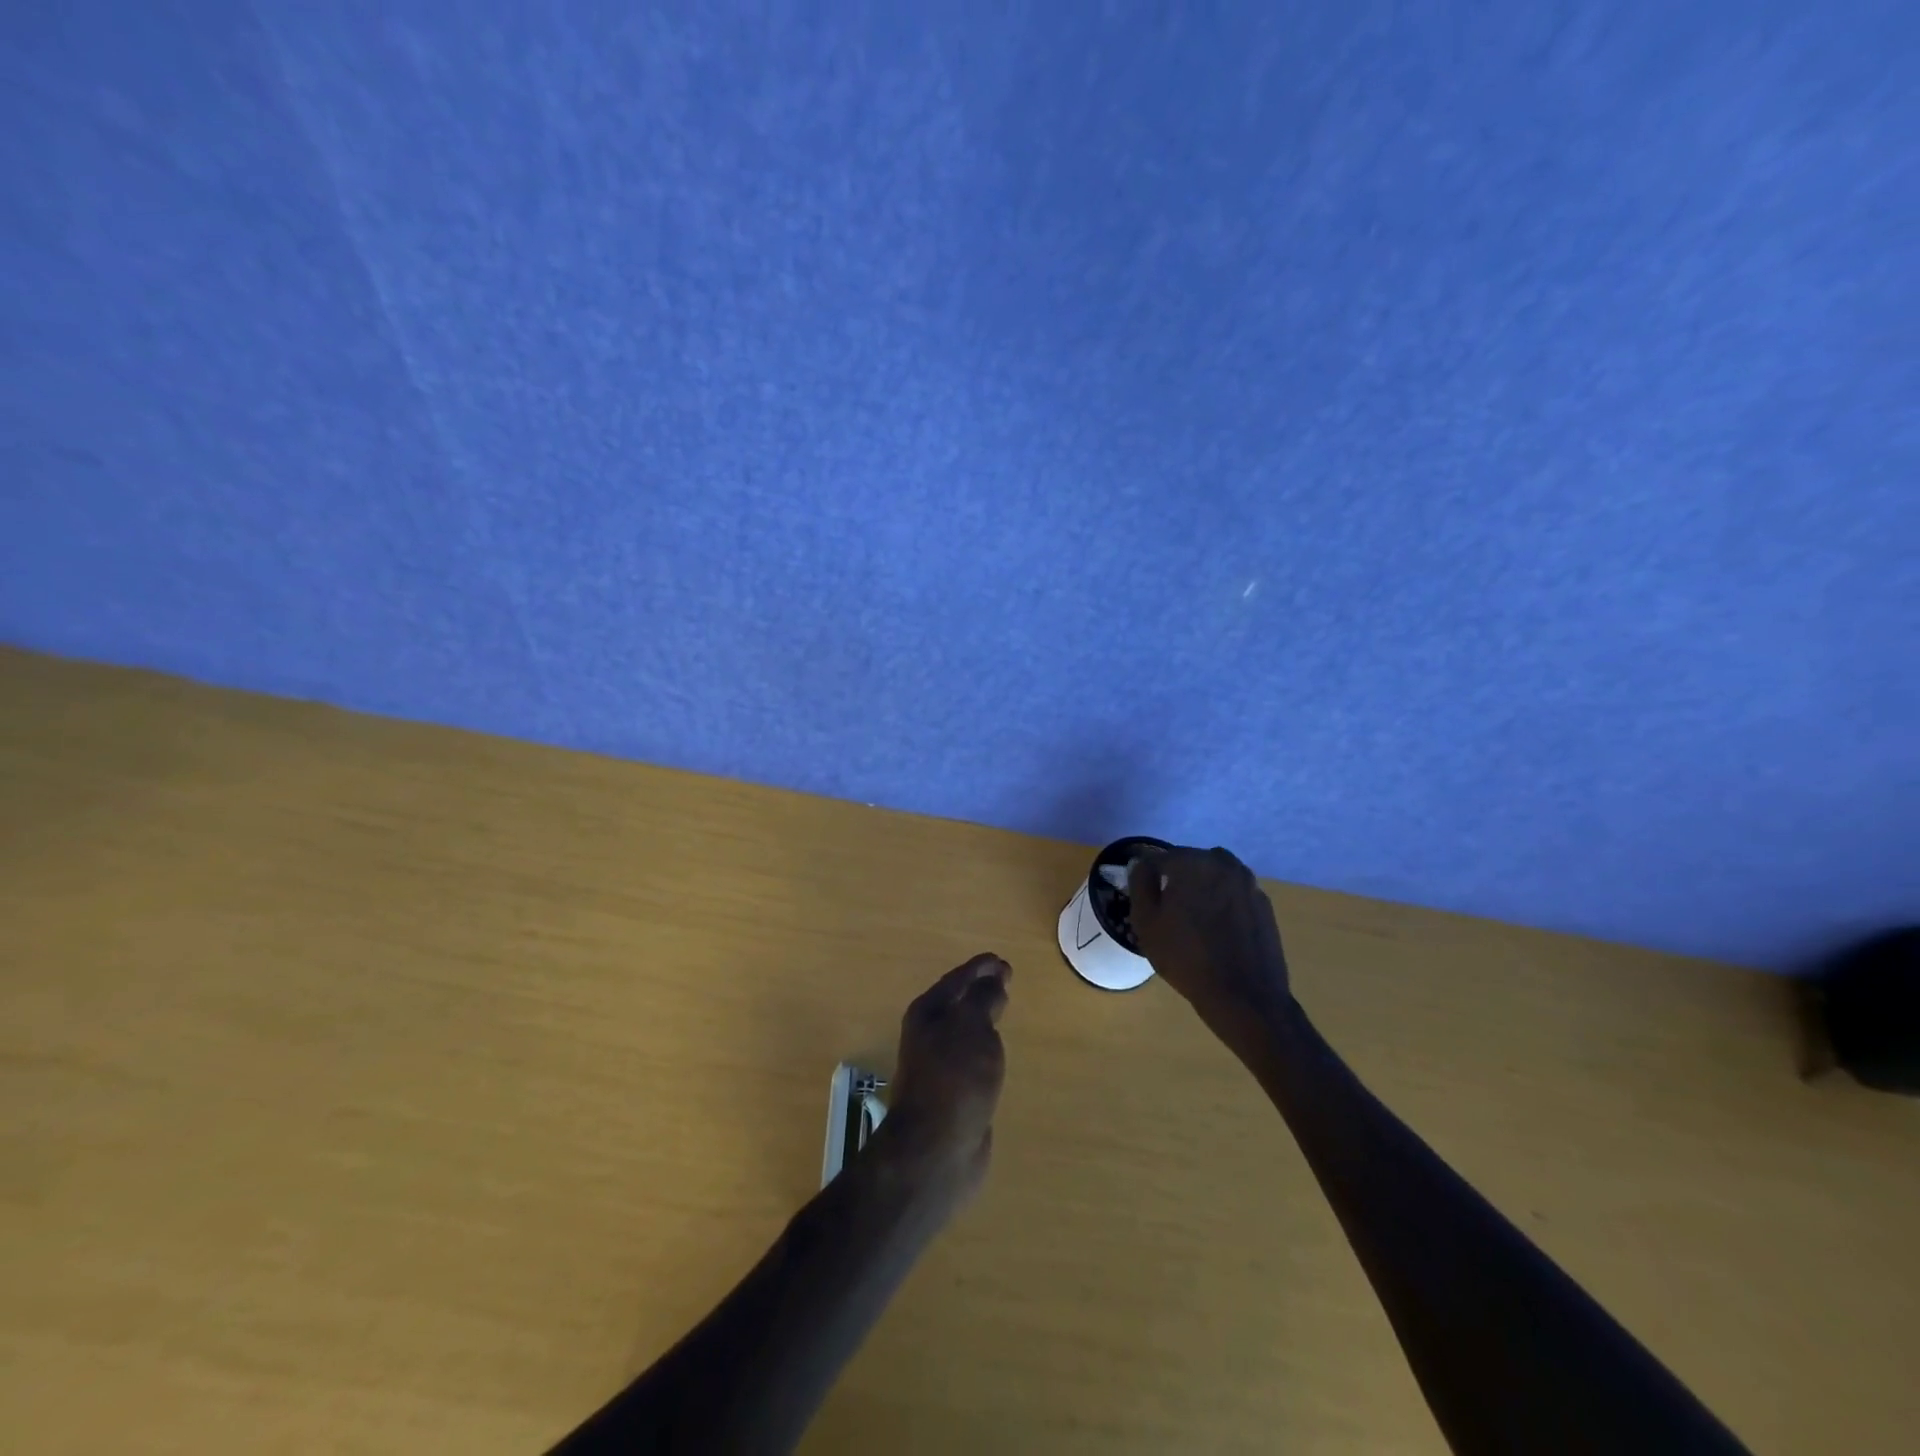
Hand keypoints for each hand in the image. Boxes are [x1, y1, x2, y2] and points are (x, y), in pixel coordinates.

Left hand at [880, 953, 1009, 1200]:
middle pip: (958, 1002)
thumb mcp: (972, 1026)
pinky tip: (995, 1051)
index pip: (957, 979)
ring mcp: (939, 1065)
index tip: (1002, 961)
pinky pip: (971, 1057)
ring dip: (981, 1017)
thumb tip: (992, 981)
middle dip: (980, 989)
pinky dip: (984, 1046)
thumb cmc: (954, 1079)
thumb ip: (983, 998)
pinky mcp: (953, 1093)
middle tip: (1006, 980)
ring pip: (964, 1030)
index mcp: (928, 1013)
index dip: (980, 968)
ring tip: (1002, 1008)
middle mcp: (929, 1035)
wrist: (936, 1150)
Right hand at [1128, 847, 1292, 1040]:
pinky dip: (1222, 902)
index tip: (1145, 898)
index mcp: (1192, 862)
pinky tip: (1217, 929)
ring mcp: (1248, 881)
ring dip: (1201, 888)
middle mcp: (1223, 863)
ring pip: (1213, 875)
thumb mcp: (1146, 922)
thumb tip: (1141, 864)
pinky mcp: (1263, 902)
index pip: (1159, 858)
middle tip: (1168, 910)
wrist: (1244, 996)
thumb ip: (1140, 884)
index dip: (1147, 877)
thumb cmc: (1186, 958)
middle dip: (1176, 879)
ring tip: (1194, 919)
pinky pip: (1233, 892)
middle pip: (1189, 862)